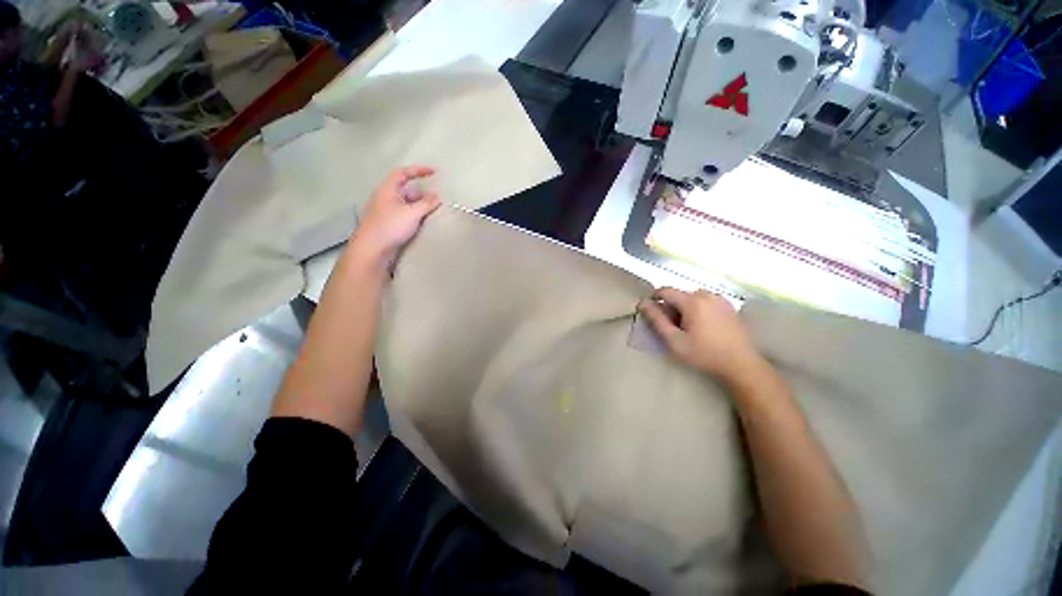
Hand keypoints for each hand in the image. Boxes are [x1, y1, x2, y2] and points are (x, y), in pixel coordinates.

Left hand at [349, 166, 440, 266]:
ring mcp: (385, 211)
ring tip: (432, 212)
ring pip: (405, 202)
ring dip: (419, 205)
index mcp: (388, 189)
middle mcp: (385, 197)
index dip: (419, 170)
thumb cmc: (391, 226)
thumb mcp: (412, 213)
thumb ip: (426, 203)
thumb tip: (437, 196)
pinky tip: (422, 222)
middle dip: (422, 192)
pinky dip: (415, 214)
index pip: (403, 173)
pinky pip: (404, 213)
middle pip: (406, 189)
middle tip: (436, 199)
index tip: (434, 172)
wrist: (373, 248)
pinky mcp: (388, 223)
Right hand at [638, 288, 765, 385]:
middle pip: (679, 295)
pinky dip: (698, 309)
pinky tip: (702, 326)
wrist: (741, 364)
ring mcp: (720, 299)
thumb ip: (657, 320)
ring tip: (687, 327)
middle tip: (670, 326)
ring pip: (693, 298)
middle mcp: (706, 295)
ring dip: (684, 308)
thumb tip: (642, 304)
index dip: (653, 298)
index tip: (649, 311)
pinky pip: (706, 302)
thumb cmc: (704, 353)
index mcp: (692, 301)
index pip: (665, 291)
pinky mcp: (729, 306)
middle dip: (671, 307)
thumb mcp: (674, 340)